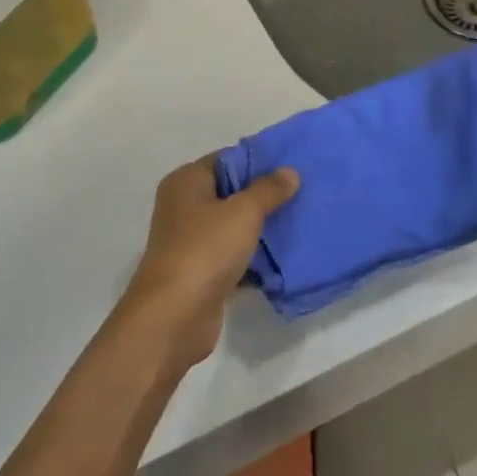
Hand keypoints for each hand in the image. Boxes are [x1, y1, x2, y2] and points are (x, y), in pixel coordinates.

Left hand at [112, 156, 299, 373]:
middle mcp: (184, 207)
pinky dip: (253, 258)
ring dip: (261, 228)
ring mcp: (191, 241)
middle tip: (302, 194)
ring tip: (299, 222)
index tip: (291, 166)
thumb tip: (289, 171)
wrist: (174, 315)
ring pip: (233, 226)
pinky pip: (233, 256)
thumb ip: (268, 189)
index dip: (257, 161)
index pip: (226, 159)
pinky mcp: (200, 272)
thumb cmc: (205, 250)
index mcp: (186, 182)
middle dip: (264, 195)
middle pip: (230, 192)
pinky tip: (284, 259)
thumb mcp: (243, 212)